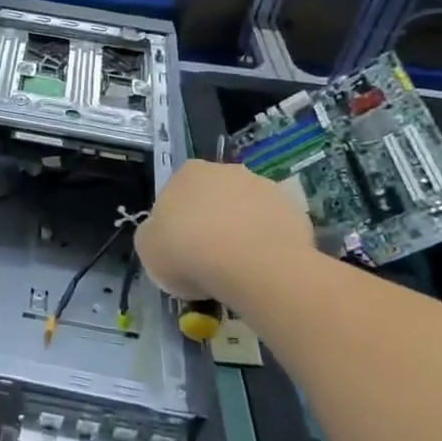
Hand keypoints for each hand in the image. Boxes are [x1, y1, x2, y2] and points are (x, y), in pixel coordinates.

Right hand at [135, 160, 313, 315]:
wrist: (251, 265)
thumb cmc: (188, 251)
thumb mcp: (148, 248)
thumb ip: (153, 235)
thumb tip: (162, 235)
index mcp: (186, 173)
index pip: (177, 193)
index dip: (177, 222)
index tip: (180, 249)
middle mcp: (226, 170)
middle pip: (214, 197)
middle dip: (212, 221)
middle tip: (209, 258)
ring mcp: (263, 187)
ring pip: (247, 210)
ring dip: (243, 230)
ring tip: (240, 269)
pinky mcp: (293, 209)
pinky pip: (274, 228)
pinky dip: (269, 244)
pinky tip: (264, 269)